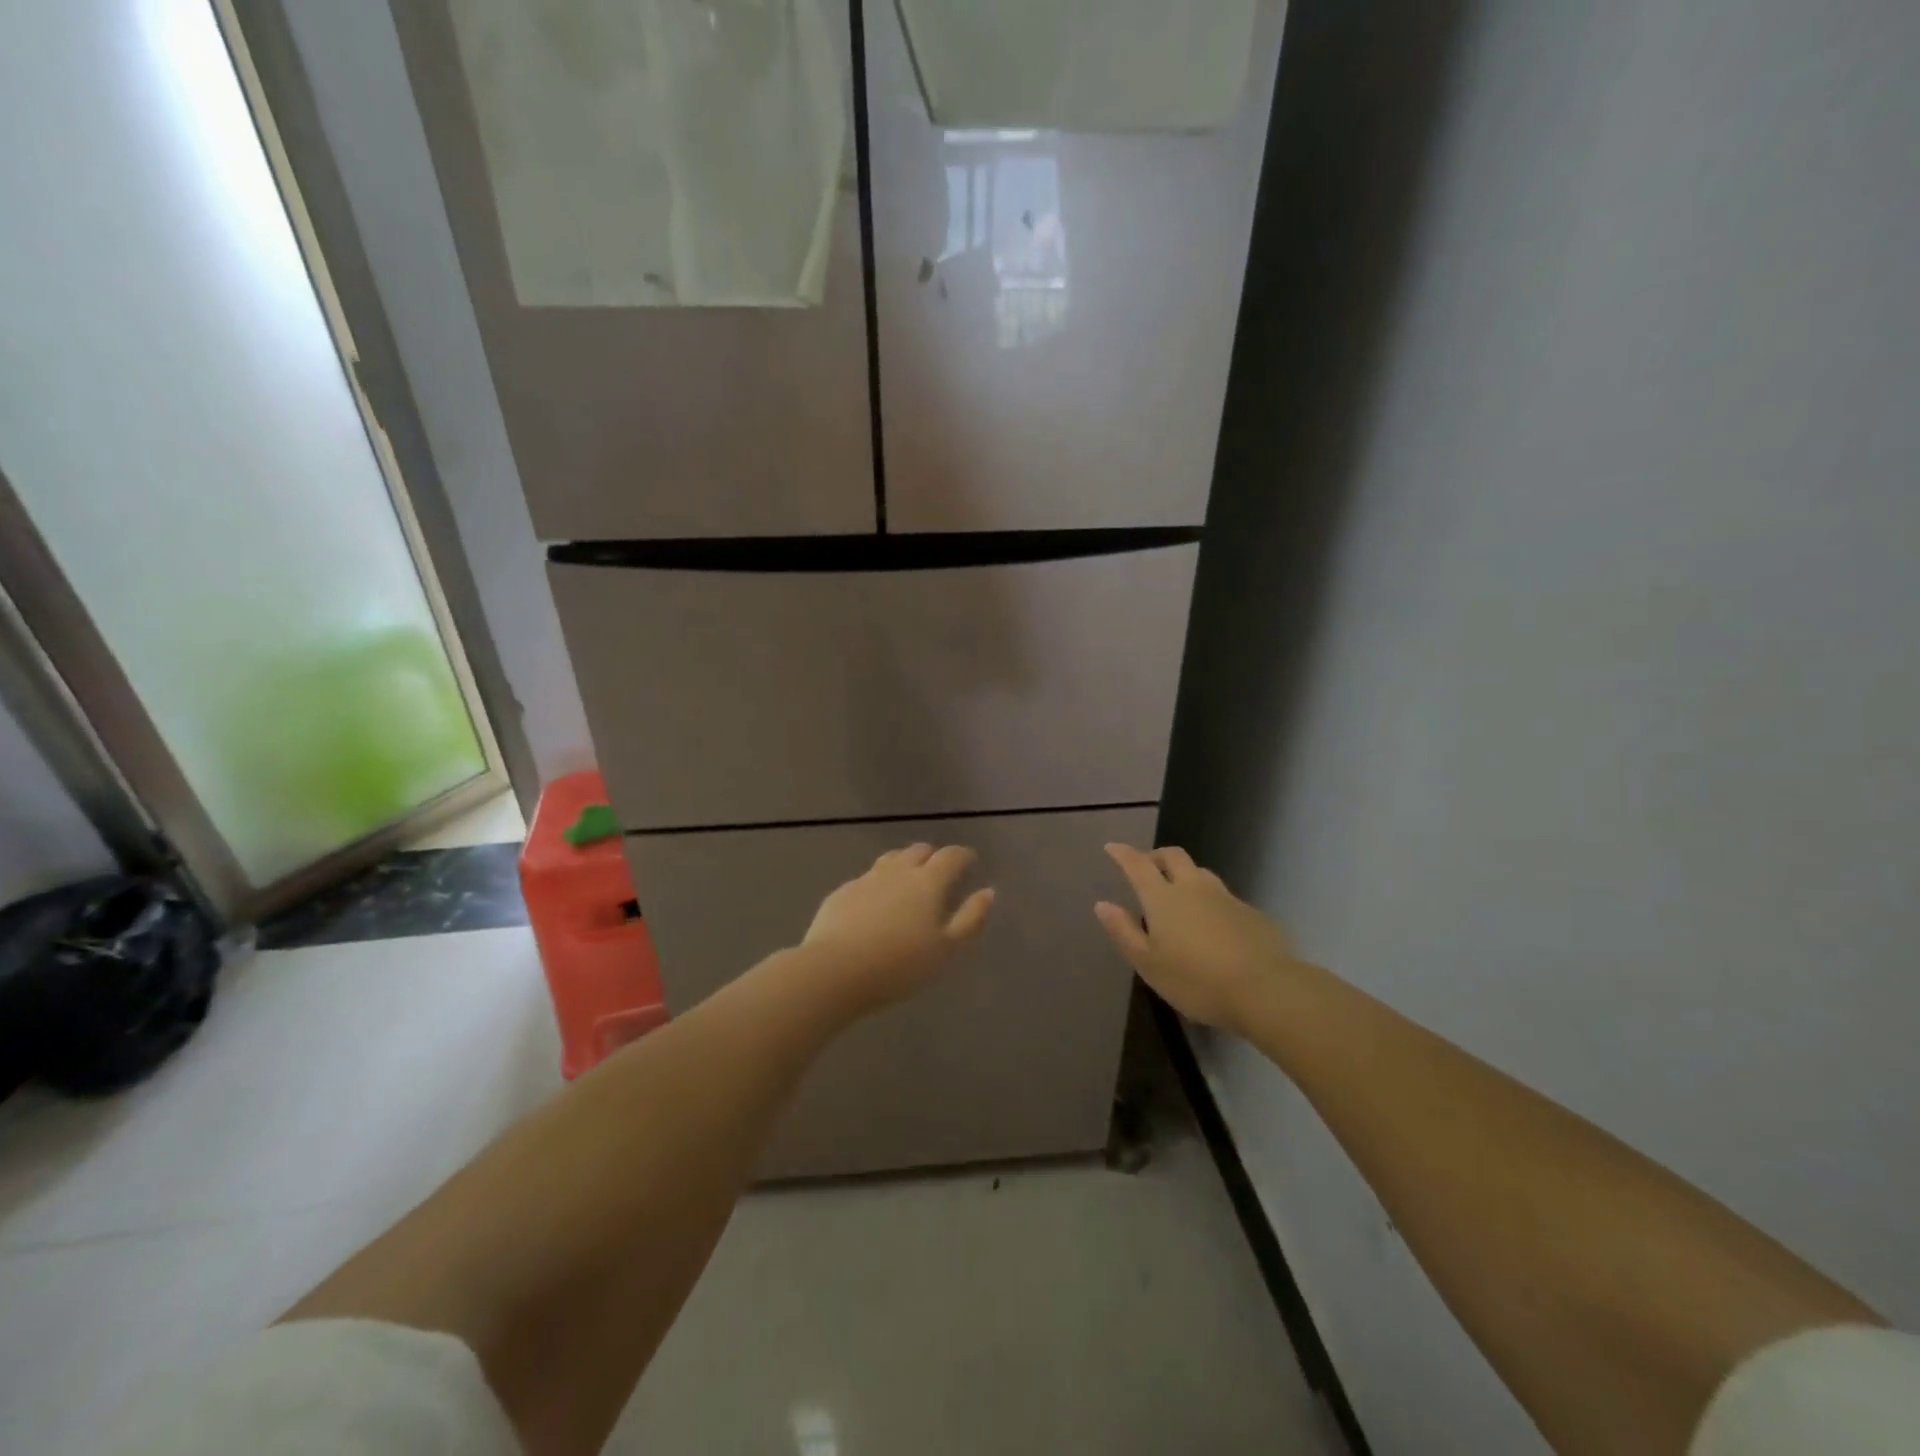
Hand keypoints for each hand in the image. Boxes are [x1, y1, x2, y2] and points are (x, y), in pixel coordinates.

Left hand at [801, 843, 994, 1013]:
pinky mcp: (841, 893)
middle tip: (940, 871)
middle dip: (933, 856)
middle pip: (918, 851)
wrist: (835, 970)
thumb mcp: (947, 949)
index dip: (963, 855)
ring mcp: (866, 879)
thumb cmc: (900, 964)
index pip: (951, 856)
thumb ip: (971, 919)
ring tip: (908, 880)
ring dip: (904, 864)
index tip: (970, 860)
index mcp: (928, 882)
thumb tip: (988, 892)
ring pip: (890, 860)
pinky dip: (878, 884)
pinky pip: (866, 879)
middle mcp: (898, 871)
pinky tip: (875, 903)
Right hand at [1094, 844, 1297, 1034]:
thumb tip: (1103, 904)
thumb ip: (1124, 932)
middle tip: (1147, 867)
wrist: (1265, 990)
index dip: (1123, 853)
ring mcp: (1226, 898)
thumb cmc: (1196, 981)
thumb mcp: (1149, 964)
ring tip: (1179, 894)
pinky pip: (1224, 898)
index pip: (1138, 865)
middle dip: (1156, 856)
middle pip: (1173, 856)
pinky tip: (1213, 925)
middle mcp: (1194, 888)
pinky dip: (1210, 901)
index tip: (1112, 847)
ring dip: (1185, 876)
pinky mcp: (1252, 914)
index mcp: (1163, 898)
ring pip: (1201, 873)